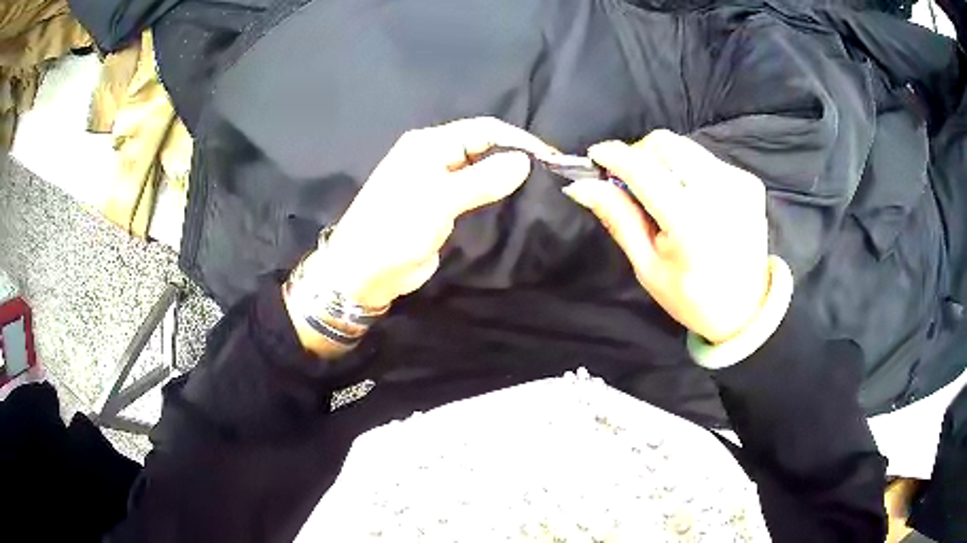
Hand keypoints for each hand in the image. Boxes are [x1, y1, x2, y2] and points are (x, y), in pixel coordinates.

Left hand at [311, 117, 553, 308]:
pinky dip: (493, 194)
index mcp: (429, 144)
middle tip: (549, 175)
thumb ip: (482, 180)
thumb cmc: (395, 229)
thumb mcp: (439, 201)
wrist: (363, 272)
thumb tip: (524, 161)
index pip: (483, 129)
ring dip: (506, 176)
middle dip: (514, 156)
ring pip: (479, 170)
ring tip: (539, 188)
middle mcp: (434, 156)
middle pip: (483, 146)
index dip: (517, 140)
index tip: (550, 157)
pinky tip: (514, 202)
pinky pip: (473, 192)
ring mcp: (437, 182)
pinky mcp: (440, 206)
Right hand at [563, 130, 769, 343]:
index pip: (642, 168)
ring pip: (685, 147)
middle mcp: (719, 191)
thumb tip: (581, 185)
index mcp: (690, 221)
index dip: (613, 155)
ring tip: (661, 193)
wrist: (748, 310)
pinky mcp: (749, 181)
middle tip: (630, 181)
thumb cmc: (691, 297)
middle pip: (665, 144)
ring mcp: (738, 182)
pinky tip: (690, 198)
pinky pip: (706, 159)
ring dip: (663, 161)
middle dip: (639, 154)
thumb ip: (619, 219)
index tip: (594, 156)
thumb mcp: (647, 267)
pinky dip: (688, 170)